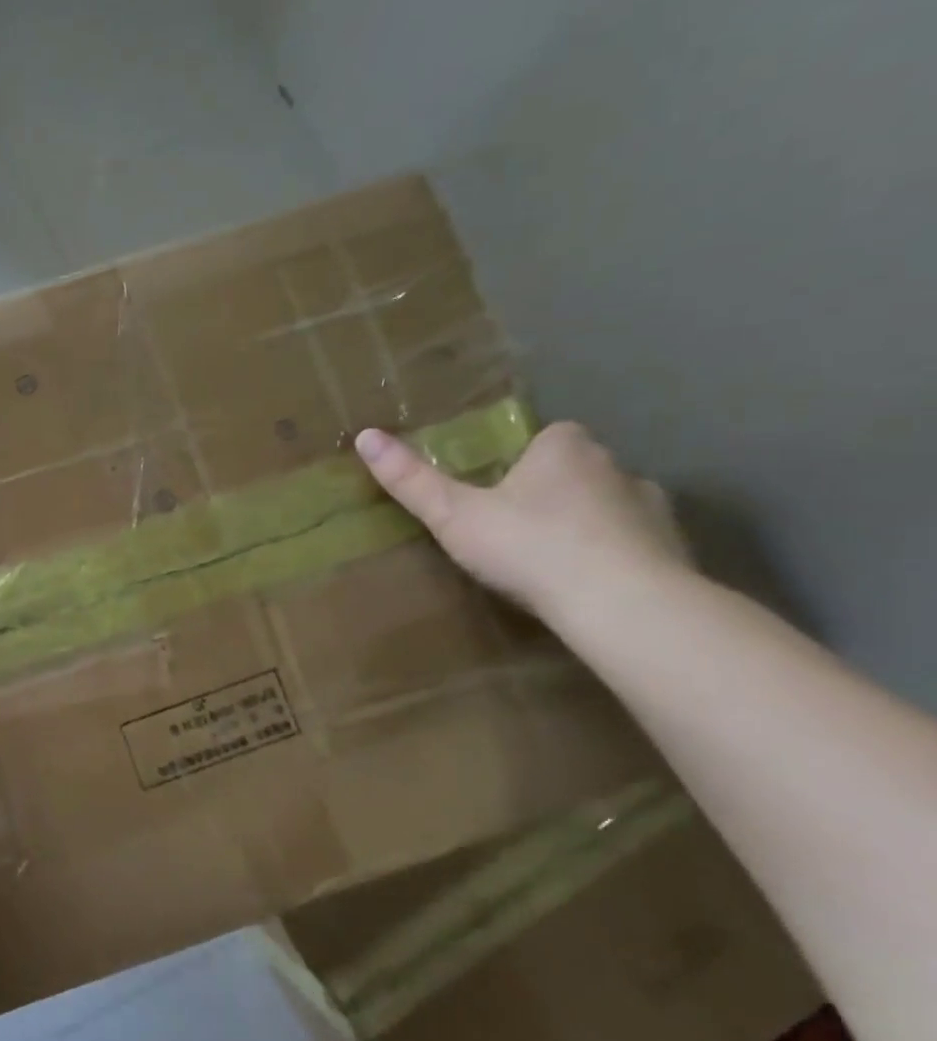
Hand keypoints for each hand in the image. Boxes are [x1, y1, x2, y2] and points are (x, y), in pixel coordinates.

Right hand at [355, 421, 689, 620]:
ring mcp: (653, 509)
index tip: (498, 487)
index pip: (548, 436)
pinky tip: (589, 585)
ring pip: (610, 506)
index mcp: (565, 449)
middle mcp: (616, 467)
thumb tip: (365, 435)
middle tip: (514, 526)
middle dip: (553, 490)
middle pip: (579, 469)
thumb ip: (411, 481)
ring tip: (551, 560)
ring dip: (587, 523)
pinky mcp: (675, 551)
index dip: (523, 457)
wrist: (623, 605)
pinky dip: (614, 556)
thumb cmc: (530, 547)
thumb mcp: (454, 516)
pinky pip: (635, 544)